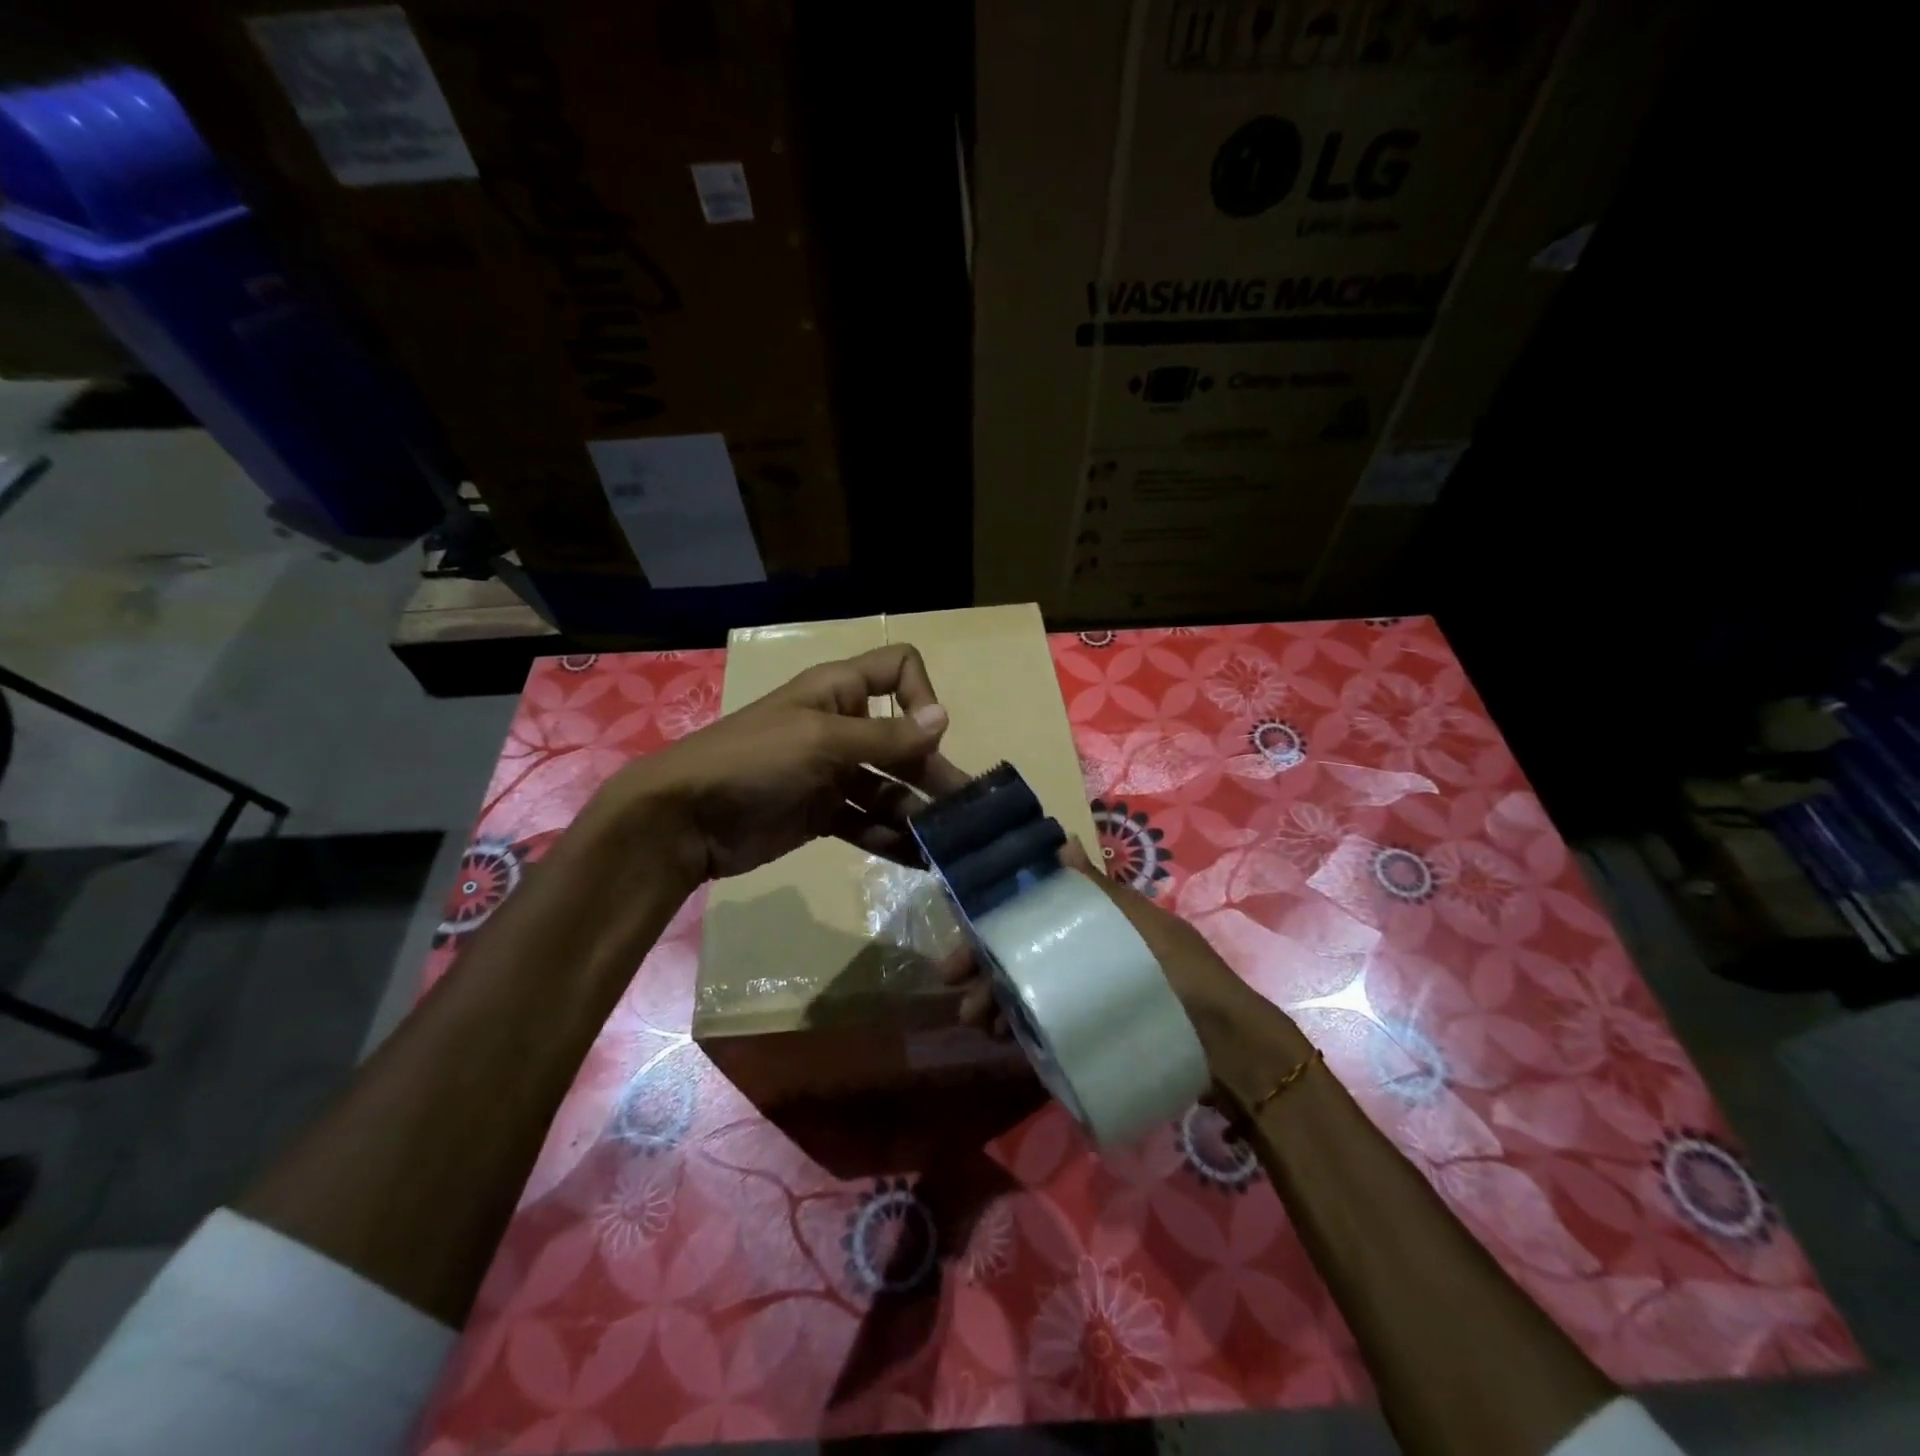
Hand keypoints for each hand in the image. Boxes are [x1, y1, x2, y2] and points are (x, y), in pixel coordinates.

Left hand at [600, 644, 973, 882]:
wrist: (684, 819)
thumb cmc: (754, 760)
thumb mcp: (822, 741)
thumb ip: (886, 737)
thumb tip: (944, 720)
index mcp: (839, 692)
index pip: (898, 670)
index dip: (922, 696)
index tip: (927, 736)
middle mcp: (842, 728)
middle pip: (904, 742)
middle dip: (934, 773)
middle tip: (968, 811)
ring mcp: (833, 773)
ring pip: (890, 788)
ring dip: (918, 813)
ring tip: (950, 846)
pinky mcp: (823, 814)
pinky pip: (868, 822)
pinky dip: (892, 838)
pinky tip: (920, 861)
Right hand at [944, 839, 1307, 1099]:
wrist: (1224, 1043)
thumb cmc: (1180, 971)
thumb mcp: (1139, 925)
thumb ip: (1098, 891)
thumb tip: (1062, 839)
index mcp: (1093, 921)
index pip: (1031, 915)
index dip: (994, 924)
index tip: (965, 939)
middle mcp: (1082, 954)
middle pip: (1022, 955)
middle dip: (986, 969)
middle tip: (957, 990)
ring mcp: (1085, 994)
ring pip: (1027, 991)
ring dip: (996, 1000)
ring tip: (977, 1020)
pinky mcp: (1090, 1029)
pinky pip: (1044, 1024)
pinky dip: (1020, 1026)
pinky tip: (1003, 1037)